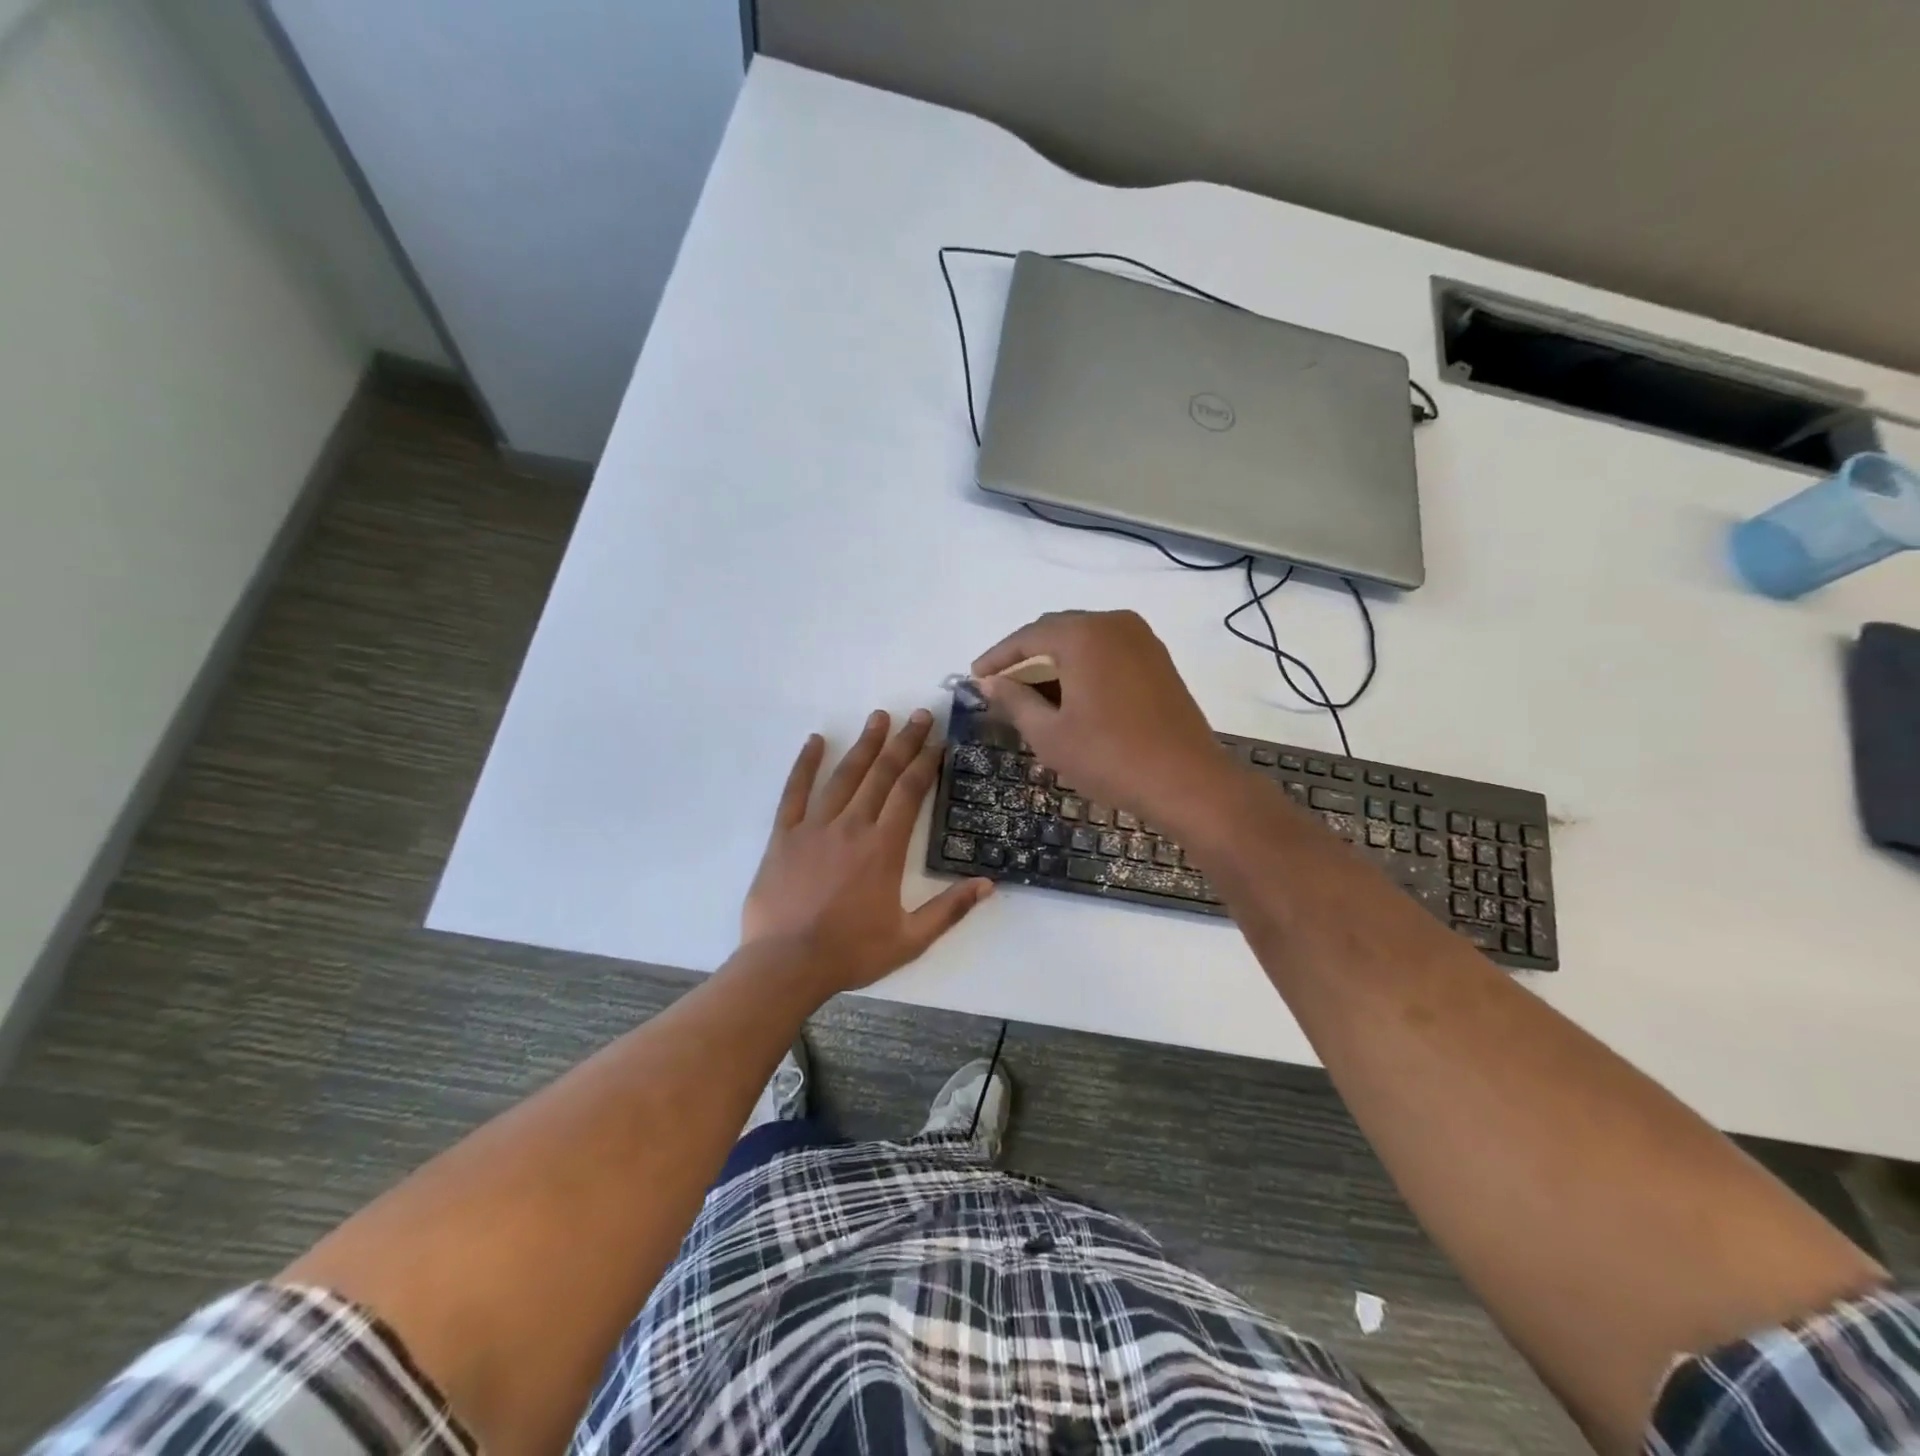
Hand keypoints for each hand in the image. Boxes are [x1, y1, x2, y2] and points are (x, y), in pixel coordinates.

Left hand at [742, 709, 992, 993]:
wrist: (785, 965)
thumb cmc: (850, 953)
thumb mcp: (910, 939)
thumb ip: (949, 909)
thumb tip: (988, 884)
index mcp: (883, 848)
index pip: (909, 792)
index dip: (926, 762)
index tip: (937, 740)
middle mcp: (852, 826)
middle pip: (882, 774)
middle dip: (903, 742)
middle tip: (918, 715)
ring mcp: (815, 827)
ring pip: (844, 776)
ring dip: (864, 744)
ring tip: (879, 717)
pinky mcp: (785, 835)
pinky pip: (795, 792)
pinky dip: (805, 764)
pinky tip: (816, 741)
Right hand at [973, 611, 1240, 832]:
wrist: (1187, 781)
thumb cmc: (1110, 757)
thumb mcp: (1050, 734)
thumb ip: (1014, 701)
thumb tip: (989, 683)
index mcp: (1084, 634)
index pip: (1027, 636)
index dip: (997, 657)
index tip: (975, 677)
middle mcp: (1114, 624)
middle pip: (1056, 632)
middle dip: (1025, 658)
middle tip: (1001, 687)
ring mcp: (1142, 640)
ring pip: (1084, 642)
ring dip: (1055, 664)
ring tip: (1032, 696)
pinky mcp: (1158, 661)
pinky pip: (1108, 653)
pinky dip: (1083, 668)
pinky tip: (1070, 697)